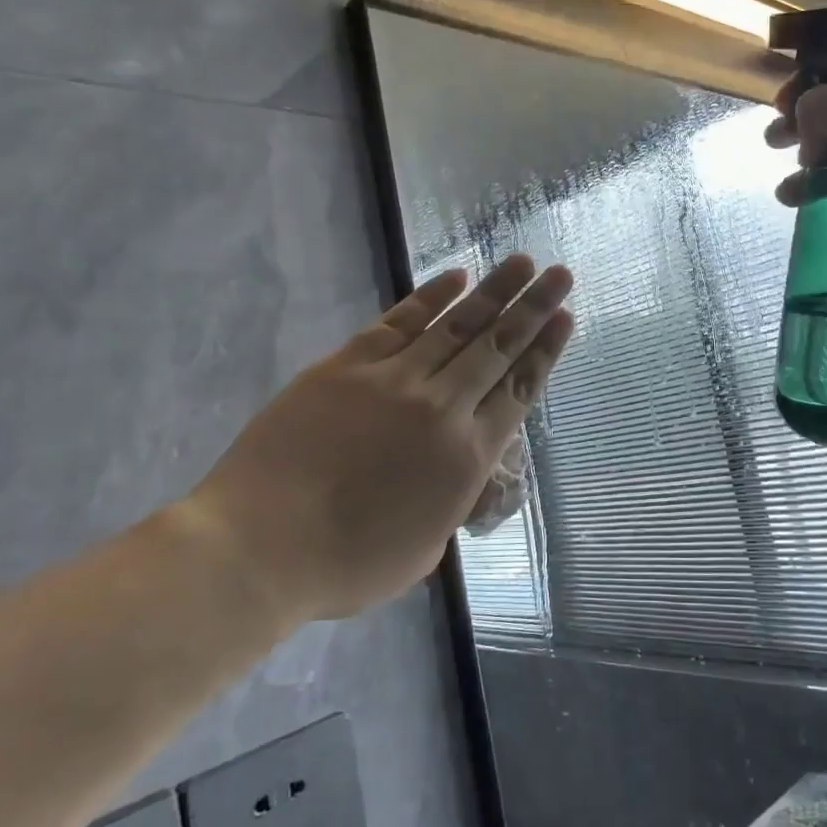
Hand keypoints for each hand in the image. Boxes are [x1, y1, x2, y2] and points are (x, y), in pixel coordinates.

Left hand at [179, 256, 572, 624]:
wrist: (260, 546)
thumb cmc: (347, 564)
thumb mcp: (426, 548)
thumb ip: (454, 501)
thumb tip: (461, 473)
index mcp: (467, 457)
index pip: (519, 390)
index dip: (546, 351)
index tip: (566, 317)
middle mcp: (442, 408)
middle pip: (498, 348)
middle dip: (534, 308)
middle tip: (560, 273)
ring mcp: (393, 380)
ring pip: (456, 327)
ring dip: (493, 292)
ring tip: (521, 262)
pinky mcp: (346, 366)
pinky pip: (398, 323)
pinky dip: (430, 298)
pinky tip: (455, 277)